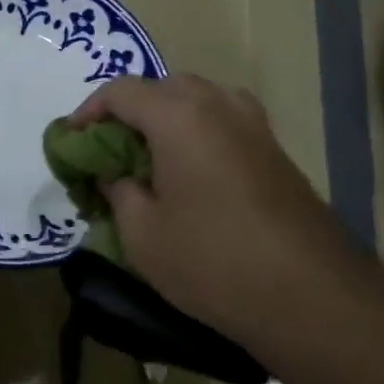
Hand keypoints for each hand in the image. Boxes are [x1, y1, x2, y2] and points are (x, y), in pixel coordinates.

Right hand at [68, 75, 365, 348]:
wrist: (311, 295)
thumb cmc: (212, 260)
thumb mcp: (142, 234)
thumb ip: (118, 191)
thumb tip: (117, 175)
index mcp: (178, 114)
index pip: (120, 92)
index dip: (88, 113)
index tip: (72, 143)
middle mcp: (217, 103)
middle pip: (161, 89)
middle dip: (130, 113)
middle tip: (111, 153)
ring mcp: (253, 123)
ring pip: (197, 102)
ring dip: (167, 120)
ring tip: (151, 161)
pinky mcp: (275, 148)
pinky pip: (223, 122)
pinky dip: (198, 134)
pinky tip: (192, 175)